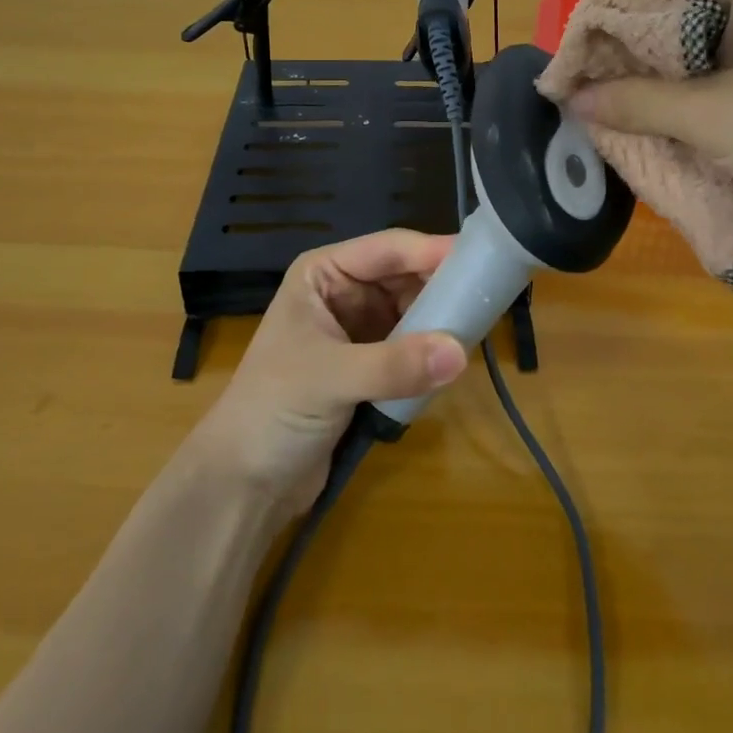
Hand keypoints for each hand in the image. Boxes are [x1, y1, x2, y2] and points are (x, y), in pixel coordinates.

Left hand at [194, 229, 467, 514]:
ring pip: (414, 311)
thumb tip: (460, 353)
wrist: (242, 483)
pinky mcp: (371, 365)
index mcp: (324, 274)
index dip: (432, 251)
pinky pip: (413, 346)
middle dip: (442, 287)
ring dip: (440, 321)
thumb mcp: (331, 380)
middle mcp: (343, 292)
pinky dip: (432, 351)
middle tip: (490, 296)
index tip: (480, 257)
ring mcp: (358, 329)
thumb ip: (394, 365)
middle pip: (406, 277)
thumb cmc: (272, 411)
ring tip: (480, 326)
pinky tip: (456, 357)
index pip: (387, 249)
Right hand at [567, 0, 732, 217]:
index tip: (576, 88)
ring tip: (639, 126)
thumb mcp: (714, 118)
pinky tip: (691, 125)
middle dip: (638, 67)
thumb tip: (574, 99)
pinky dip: (707, 91)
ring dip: (671, 86)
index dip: (604, 43)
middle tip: (604, 115)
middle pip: (672, 17)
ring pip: (701, 44)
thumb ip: (637, 103)